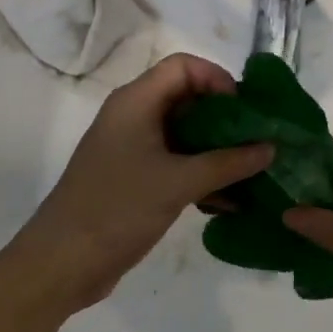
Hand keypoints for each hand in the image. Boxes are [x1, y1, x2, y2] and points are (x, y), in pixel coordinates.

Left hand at [16, 54, 272, 313]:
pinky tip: (231, 199)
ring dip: (219, 149)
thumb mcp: (179, 183)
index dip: (218, 79)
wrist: (61, 264)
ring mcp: (134, 149)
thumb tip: (271, 148)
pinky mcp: (137, 178)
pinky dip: (204, 173)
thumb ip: (228, 163)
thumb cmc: (117, 210)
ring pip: (186, 134)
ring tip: (253, 170)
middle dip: (226, 118)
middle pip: (189, 98)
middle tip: (258, 141)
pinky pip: (178, 163)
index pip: (184, 67)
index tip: (245, 111)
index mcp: (136, 102)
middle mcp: (135, 117)